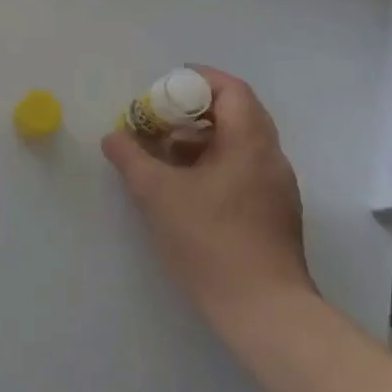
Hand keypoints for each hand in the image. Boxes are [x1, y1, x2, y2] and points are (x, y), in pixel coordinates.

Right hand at [102, 67, 315, 329]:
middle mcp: (271, 158)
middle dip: (194, 111)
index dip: (199, 80)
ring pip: (240, 144)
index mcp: (250, 143)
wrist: (264, 311)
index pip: (232, 90)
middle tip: (160, 121)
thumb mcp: (156, 193)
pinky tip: (186, 188)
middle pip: (237, 114)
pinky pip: (244, 169)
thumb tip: (113, 137)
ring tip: (165, 156)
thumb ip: (131, 158)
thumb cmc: (210, 241)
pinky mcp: (276, 214)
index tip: (165, 88)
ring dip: (202, 140)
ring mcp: (278, 188)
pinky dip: (214, 164)